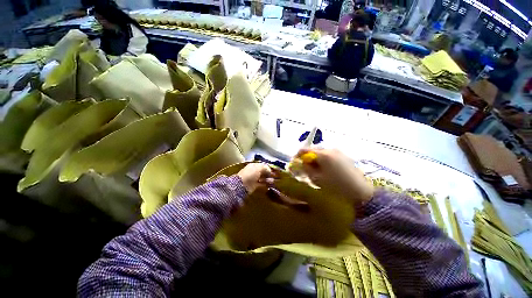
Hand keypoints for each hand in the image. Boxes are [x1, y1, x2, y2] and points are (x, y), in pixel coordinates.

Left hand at [237, 163, 276, 193]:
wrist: (242, 185)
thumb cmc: (250, 174)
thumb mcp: (259, 168)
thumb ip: (265, 167)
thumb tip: (270, 170)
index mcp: (254, 165)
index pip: (263, 165)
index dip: (269, 167)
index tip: (275, 170)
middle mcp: (254, 171)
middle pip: (264, 171)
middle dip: (270, 173)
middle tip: (276, 176)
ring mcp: (254, 178)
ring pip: (263, 177)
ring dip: (269, 179)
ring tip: (274, 181)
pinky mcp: (255, 185)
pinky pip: (262, 183)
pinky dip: (266, 183)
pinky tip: (271, 184)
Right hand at [294, 148, 373, 205]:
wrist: (361, 192)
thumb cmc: (336, 186)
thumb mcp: (317, 179)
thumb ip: (306, 169)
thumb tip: (301, 163)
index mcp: (323, 154)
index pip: (304, 150)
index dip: (298, 155)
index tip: (295, 162)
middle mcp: (330, 149)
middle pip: (313, 149)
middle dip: (307, 157)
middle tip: (305, 167)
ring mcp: (338, 151)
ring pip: (321, 152)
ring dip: (315, 158)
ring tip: (315, 169)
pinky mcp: (344, 156)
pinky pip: (329, 154)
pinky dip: (323, 159)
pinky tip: (325, 168)